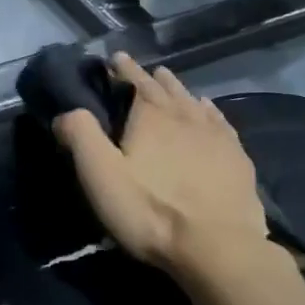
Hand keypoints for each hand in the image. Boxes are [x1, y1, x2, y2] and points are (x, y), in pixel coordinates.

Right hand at [54, 53, 270, 279]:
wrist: (218, 247)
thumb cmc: (152, 211)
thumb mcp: (101, 176)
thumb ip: (81, 137)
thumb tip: (66, 112)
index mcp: (152, 116)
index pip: (135, 82)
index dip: (124, 69)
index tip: (116, 57)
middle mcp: (186, 116)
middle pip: (166, 89)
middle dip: (151, 77)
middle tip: (144, 70)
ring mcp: (217, 136)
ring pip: (194, 102)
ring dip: (179, 90)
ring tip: (170, 82)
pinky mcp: (238, 158)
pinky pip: (220, 122)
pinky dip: (209, 111)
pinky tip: (209, 111)